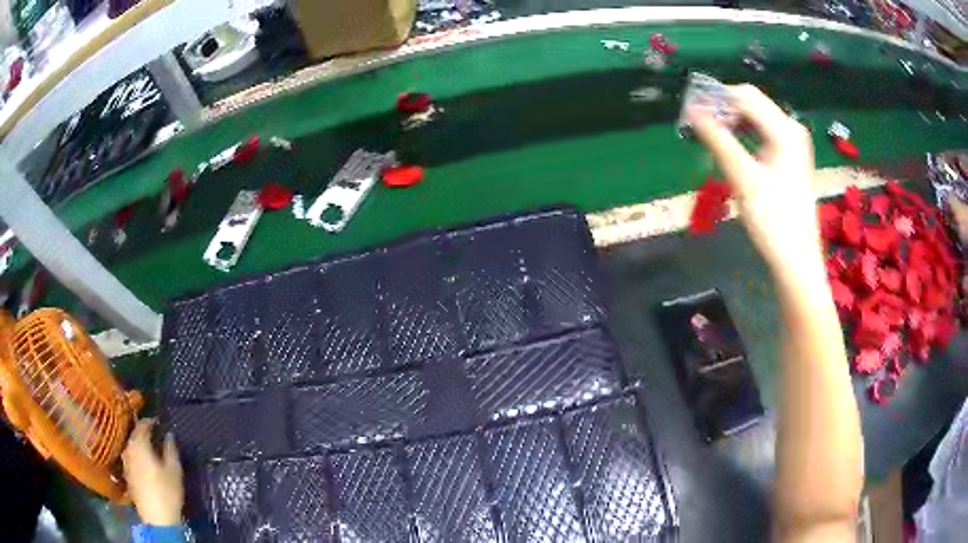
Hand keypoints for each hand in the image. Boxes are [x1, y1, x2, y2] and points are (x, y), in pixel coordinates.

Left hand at [122, 419, 183, 526]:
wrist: (156, 518)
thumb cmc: (167, 491)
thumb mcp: (174, 470)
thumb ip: (171, 449)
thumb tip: (169, 435)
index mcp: (139, 444)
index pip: (142, 424)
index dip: (151, 421)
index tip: (160, 422)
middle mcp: (128, 449)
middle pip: (135, 435)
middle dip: (144, 433)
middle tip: (156, 436)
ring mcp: (125, 462)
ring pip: (132, 447)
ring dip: (140, 445)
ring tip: (152, 450)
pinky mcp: (127, 475)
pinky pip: (131, 458)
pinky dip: (138, 457)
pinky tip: (146, 464)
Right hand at [689, 85, 822, 279]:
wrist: (796, 257)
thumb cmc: (772, 220)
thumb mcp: (742, 178)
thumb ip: (718, 140)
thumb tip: (692, 110)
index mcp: (785, 130)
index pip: (745, 97)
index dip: (716, 99)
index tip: (691, 113)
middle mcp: (791, 129)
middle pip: (752, 102)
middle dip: (724, 109)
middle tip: (699, 126)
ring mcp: (793, 143)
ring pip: (756, 117)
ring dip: (732, 121)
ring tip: (711, 138)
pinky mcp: (790, 156)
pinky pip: (763, 132)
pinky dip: (744, 134)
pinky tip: (731, 148)